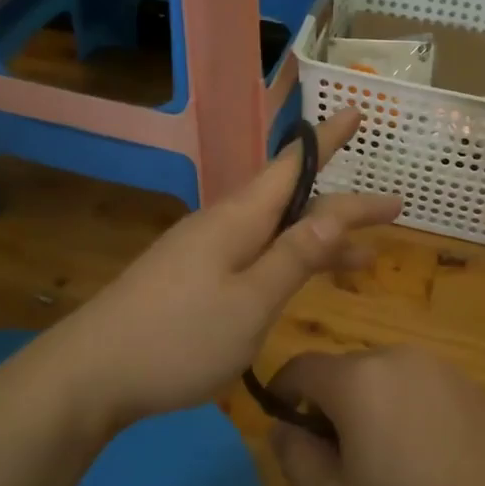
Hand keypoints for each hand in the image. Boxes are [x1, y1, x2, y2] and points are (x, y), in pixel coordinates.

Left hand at [56, 108, 400, 430]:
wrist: (91, 374)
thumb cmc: (178, 339)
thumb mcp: (250, 303)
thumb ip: (294, 257)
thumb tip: (335, 211)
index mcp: (239, 219)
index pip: (294, 166)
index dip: (329, 139)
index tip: (358, 110)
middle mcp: (223, 224)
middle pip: (293, 203)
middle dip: (344, 207)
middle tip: (393, 209)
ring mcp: (205, 251)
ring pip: (276, 234)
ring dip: (320, 243)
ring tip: (366, 260)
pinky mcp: (192, 278)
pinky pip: (255, 257)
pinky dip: (289, 264)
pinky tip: (300, 281)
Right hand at [267, 345, 484, 485]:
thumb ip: (296, 460)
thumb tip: (282, 427)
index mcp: (359, 380)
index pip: (302, 367)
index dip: (283, 392)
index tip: (283, 423)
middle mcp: (397, 358)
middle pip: (344, 370)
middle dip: (329, 405)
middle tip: (339, 460)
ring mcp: (439, 367)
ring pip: (382, 377)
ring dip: (369, 405)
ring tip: (386, 462)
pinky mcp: (468, 383)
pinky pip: (418, 385)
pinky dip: (405, 407)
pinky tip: (426, 457)